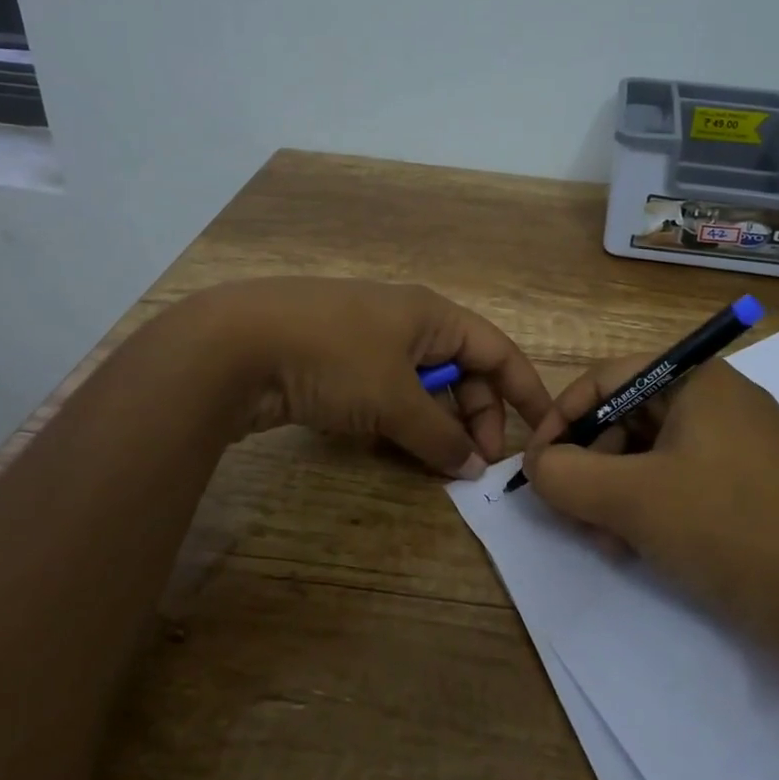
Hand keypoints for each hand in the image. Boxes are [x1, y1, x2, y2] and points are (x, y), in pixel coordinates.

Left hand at [188, 278, 553, 478]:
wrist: (234, 344)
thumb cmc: (333, 357)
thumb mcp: (395, 398)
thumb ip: (439, 434)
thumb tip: (473, 465)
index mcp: (430, 315)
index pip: (496, 350)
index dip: (524, 389)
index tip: (544, 431)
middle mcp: (403, 322)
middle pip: (460, 370)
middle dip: (475, 415)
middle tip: (475, 463)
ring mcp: (365, 341)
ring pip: (420, 387)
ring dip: (435, 424)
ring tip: (438, 464)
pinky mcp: (333, 364)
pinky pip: (384, 396)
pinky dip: (397, 423)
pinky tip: (393, 451)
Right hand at [521, 357, 778, 652]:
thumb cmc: (729, 528)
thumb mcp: (632, 498)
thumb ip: (565, 475)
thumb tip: (537, 466)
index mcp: (695, 380)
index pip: (604, 380)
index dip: (560, 419)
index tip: (536, 466)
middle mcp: (716, 401)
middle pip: (624, 418)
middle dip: (588, 465)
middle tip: (569, 512)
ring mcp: (735, 445)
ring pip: (647, 455)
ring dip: (613, 494)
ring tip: (605, 541)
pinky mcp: (746, 487)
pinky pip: (677, 482)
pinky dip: (647, 509)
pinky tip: (634, 549)